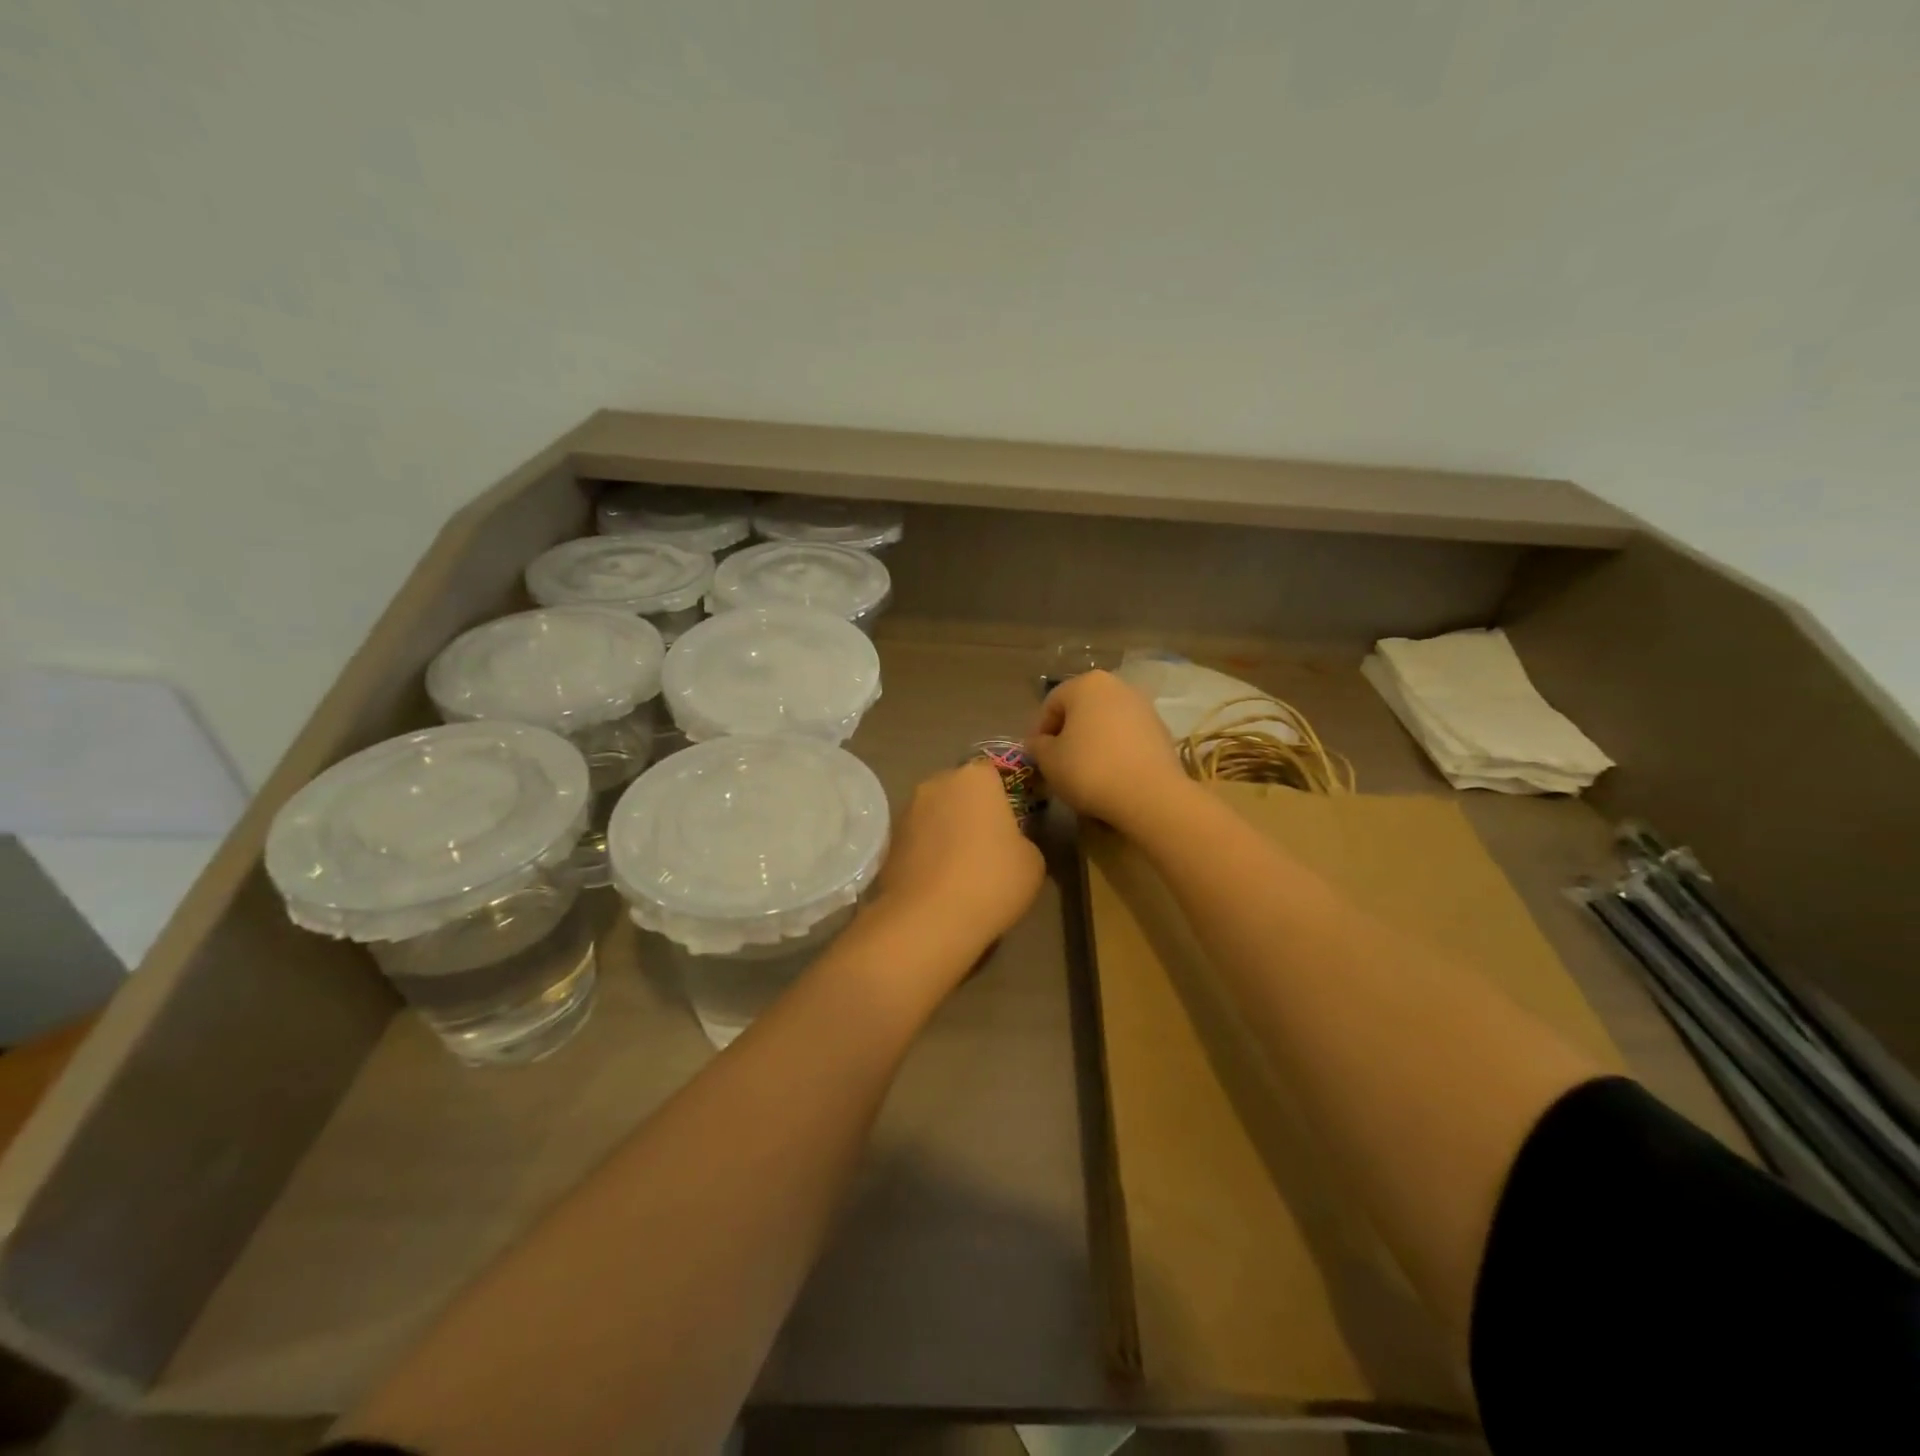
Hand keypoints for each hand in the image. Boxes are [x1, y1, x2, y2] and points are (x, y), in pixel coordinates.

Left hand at [871, 761, 1044, 950]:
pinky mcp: (888, 841)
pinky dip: (927, 853)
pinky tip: (939, 883)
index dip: (1002, 798)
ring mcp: (907, 811)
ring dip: (946, 832)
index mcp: (975, 778)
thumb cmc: (991, 880)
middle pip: (959, 790)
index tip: (1011, 825)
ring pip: (935, 814)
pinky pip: (917, 840)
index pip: (993, 773)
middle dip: (971, 811)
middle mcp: (936, 783)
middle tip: (987, 847)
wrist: (928, 920)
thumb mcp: (1033, 861)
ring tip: (961, 870)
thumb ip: (1022, 839)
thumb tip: (1008, 843)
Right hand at [1027, 670, 1189, 829]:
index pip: (1051, 704)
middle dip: (1067, 734)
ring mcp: (1143, 706)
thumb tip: (1038, 742)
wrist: (1150, 795)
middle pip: (1080, 709)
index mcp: (1086, 684)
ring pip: (1105, 722)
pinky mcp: (1160, 730)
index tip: (1037, 757)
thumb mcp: (1049, 760)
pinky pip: (1127, 736)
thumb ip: (1037, 746)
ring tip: (1085, 771)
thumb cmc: (1089, 770)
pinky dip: (1115, 750)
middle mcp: (1116, 686)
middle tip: (1058, 763)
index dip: (1039, 732)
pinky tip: (1110, 774)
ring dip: (1092, 741)